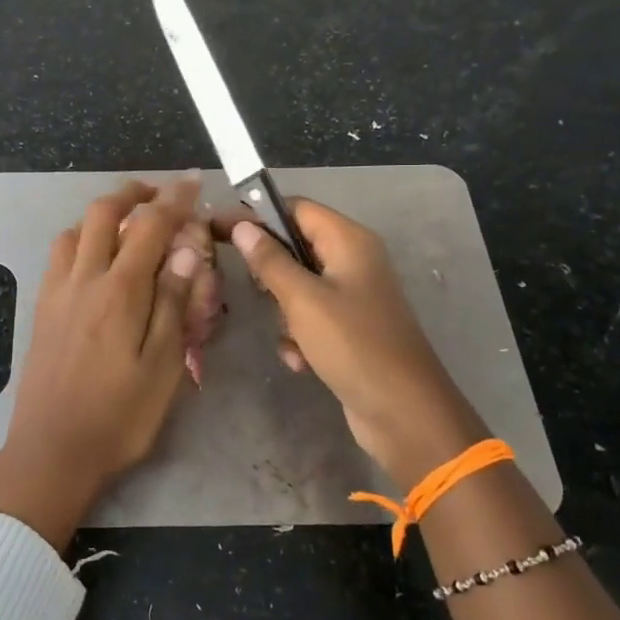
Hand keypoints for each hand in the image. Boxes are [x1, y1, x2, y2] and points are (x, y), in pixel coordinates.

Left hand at [0, 179, 203, 548]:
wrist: (51, 451)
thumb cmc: (118, 417)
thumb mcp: (163, 367)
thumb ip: (173, 303)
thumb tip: (186, 249)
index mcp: (119, 292)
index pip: (150, 226)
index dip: (174, 199)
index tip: (192, 181)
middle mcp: (83, 280)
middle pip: (102, 212)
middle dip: (133, 192)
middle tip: (159, 194)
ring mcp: (56, 292)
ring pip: (74, 230)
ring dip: (102, 214)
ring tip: (127, 224)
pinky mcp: (41, 309)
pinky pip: (58, 256)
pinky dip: (79, 238)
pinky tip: (94, 260)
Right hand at [220, 200, 489, 486]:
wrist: (403, 411)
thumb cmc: (353, 345)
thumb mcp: (303, 300)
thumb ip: (270, 260)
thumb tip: (243, 227)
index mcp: (349, 241)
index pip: (294, 208)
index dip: (256, 216)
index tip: (217, 230)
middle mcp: (353, 260)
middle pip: (295, 248)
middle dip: (271, 274)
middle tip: (256, 293)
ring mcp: (353, 296)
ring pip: (297, 287)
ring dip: (284, 313)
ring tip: (291, 337)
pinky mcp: (349, 328)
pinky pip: (310, 318)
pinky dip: (299, 336)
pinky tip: (301, 361)